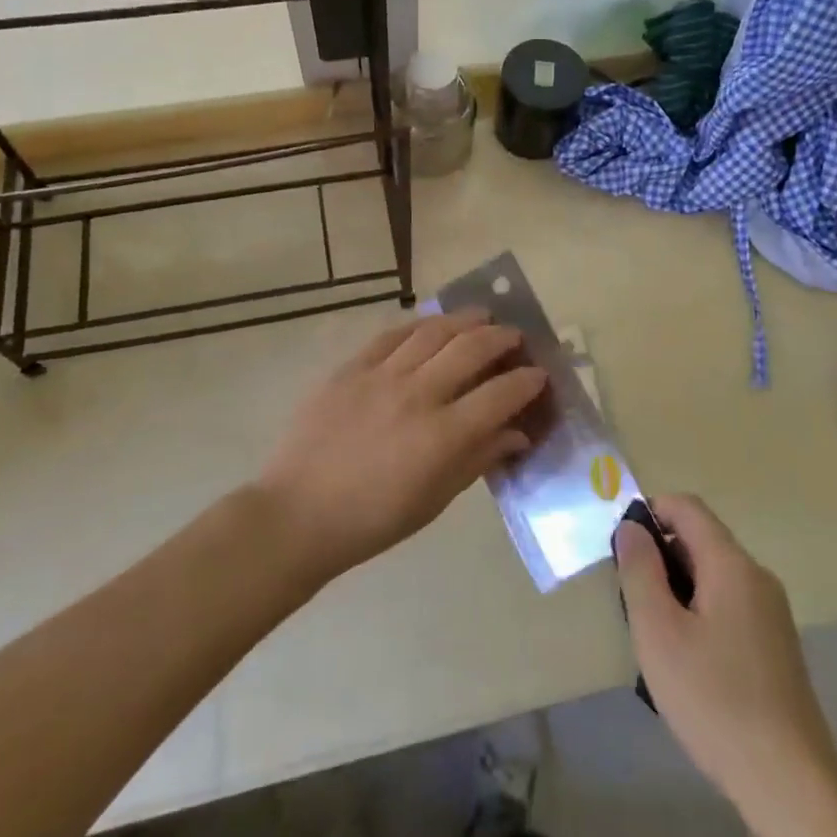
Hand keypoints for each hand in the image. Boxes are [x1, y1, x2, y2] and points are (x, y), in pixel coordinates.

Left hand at [258, 310, 547, 581]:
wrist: (298, 513)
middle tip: (515, 338)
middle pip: (473, 348)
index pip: (501, 394)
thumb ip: (479, 458)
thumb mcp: (435, 500)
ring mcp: (381, 375)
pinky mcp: (351, 367)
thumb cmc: (373, 520)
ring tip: (482, 316)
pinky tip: (431, 324)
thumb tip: (517, 432)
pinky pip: (392, 334)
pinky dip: (419, 325)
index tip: (539, 375)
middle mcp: (417, 395)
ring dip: (465, 320)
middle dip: (503, 338)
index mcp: (442, 435)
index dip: (527, 381)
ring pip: (434, 331)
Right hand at [613, 495, 836, 814]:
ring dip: (677, 589)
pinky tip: (688, 663)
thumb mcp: (659, 633)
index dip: (650, 513)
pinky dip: (699, 613)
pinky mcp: (776, 644)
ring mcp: (771, 611)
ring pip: (713, 575)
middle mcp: (757, 576)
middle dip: (660, 557)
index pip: (687, 507)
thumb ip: (640, 571)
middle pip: (700, 540)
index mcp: (732, 564)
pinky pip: (729, 604)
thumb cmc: (715, 700)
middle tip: (632, 602)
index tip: (622, 550)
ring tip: (655, 638)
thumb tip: (631, 528)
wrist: (790, 783)